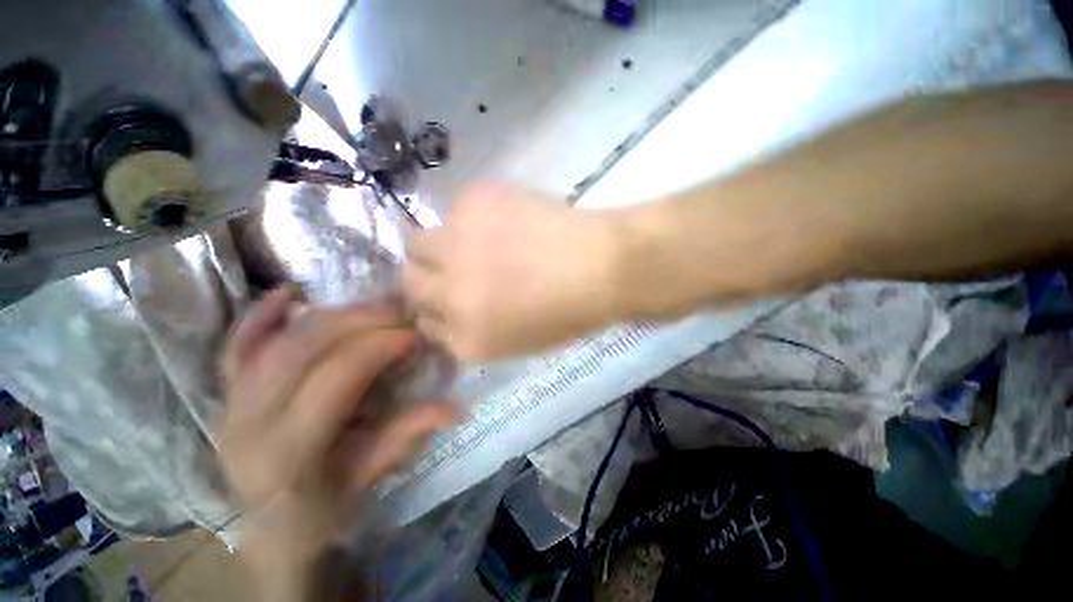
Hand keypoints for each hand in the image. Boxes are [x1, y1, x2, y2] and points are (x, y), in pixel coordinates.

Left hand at [219, 287, 456, 599]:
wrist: (271, 528)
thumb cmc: (325, 506)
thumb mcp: (371, 473)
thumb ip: (411, 433)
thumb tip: (458, 408)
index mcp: (290, 450)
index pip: (337, 376)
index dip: (380, 346)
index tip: (415, 332)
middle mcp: (250, 421)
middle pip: (305, 348)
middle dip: (360, 320)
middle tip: (400, 310)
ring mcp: (230, 404)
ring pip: (277, 340)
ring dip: (330, 314)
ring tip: (370, 306)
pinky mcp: (225, 395)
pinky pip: (236, 346)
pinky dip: (261, 315)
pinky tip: (289, 292)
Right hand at [403, 183, 625, 361]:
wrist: (602, 267)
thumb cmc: (568, 312)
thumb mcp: (516, 341)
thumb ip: (473, 328)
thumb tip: (448, 305)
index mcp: (466, 340)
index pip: (424, 324)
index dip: (436, 308)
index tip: (448, 295)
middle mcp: (449, 296)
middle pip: (409, 281)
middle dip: (425, 276)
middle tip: (453, 264)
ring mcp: (455, 247)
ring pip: (418, 242)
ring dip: (440, 243)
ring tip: (474, 239)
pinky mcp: (471, 203)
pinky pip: (454, 208)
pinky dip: (471, 215)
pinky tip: (504, 217)